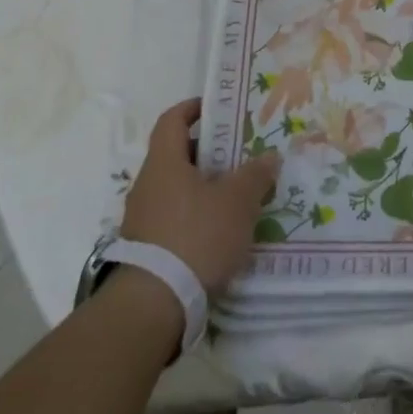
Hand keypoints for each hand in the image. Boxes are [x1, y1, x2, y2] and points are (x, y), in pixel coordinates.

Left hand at [121, 100, 279, 295]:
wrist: (154, 305)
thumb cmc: (196, 237)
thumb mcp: (237, 202)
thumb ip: (256, 175)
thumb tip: (269, 156)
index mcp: (164, 162)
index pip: (172, 120)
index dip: (193, 109)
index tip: (218, 108)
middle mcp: (148, 185)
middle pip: (178, 155)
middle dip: (210, 152)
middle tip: (242, 154)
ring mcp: (143, 219)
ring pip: (178, 189)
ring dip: (206, 187)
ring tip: (239, 195)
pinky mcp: (146, 249)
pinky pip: (175, 218)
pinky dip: (197, 215)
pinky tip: (222, 231)